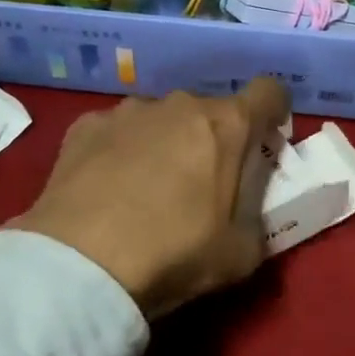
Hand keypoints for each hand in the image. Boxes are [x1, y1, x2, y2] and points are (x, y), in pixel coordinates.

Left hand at [10, 79, 290, 319]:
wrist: (80, 263)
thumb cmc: (174, 253)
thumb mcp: (242, 254)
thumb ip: (257, 220)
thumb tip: (249, 211)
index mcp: (227, 125)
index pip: (269, 92)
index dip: (274, 114)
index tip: (267, 142)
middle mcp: (180, 104)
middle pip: (212, 110)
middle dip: (215, 139)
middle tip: (204, 183)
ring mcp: (129, 111)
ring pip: (162, 118)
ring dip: (166, 142)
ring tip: (147, 187)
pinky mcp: (85, 126)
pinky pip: (117, 131)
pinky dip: (120, 150)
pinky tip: (107, 188)